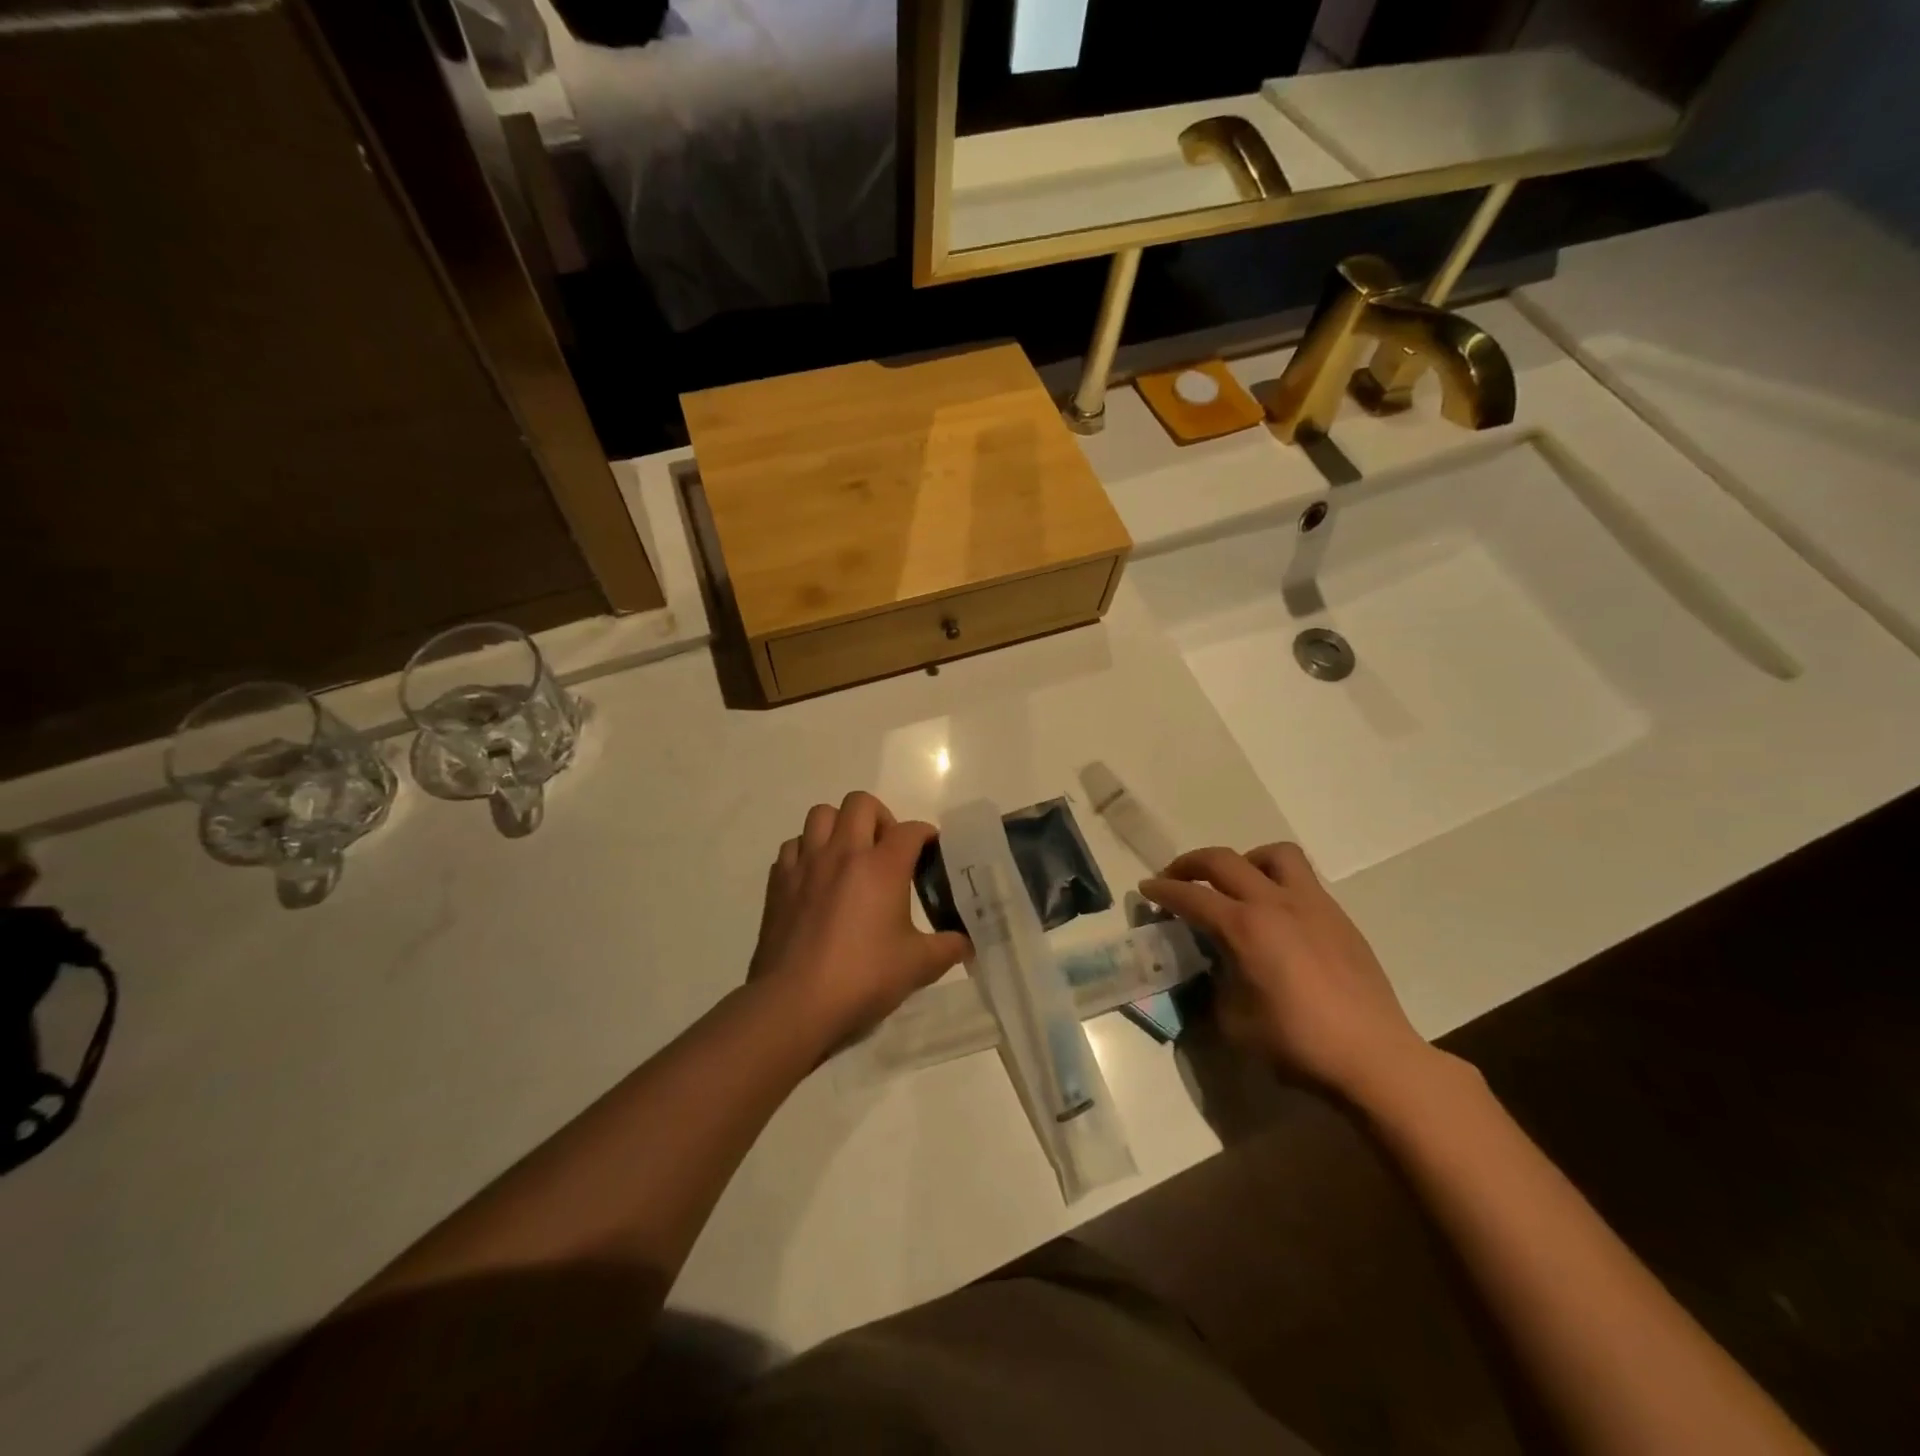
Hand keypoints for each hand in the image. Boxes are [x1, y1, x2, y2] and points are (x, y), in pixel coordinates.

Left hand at [749, 791, 971, 1049]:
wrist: (794, 1003)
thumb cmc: (862, 978)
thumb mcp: (918, 966)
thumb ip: (949, 947)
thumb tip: (968, 943)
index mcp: (881, 866)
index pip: (911, 830)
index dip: (926, 836)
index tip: (931, 852)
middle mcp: (843, 852)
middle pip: (861, 803)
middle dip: (880, 818)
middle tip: (887, 850)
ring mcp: (806, 864)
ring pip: (821, 815)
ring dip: (839, 827)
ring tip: (849, 856)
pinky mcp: (779, 882)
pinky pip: (793, 846)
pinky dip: (807, 852)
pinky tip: (816, 879)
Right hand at [1141, 844, 1433, 1100]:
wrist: (1374, 1057)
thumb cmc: (1298, 1043)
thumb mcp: (1235, 1022)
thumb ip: (1216, 983)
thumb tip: (1214, 968)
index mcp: (1245, 927)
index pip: (1191, 896)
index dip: (1162, 890)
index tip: (1146, 889)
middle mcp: (1275, 903)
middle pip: (1223, 860)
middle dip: (1190, 864)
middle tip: (1175, 878)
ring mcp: (1312, 905)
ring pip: (1273, 854)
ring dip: (1244, 861)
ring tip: (1235, 885)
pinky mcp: (1338, 917)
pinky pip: (1302, 880)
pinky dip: (1277, 883)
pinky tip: (1276, 916)